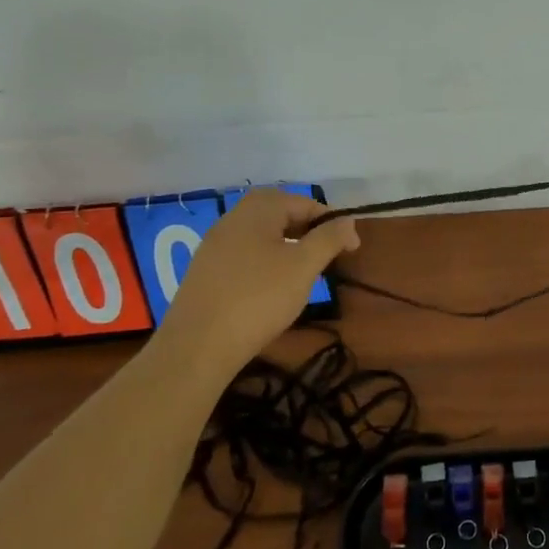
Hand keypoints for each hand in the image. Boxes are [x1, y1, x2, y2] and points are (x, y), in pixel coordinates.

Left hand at [159, 189, 358, 372]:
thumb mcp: (304, 266)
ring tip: (302, 271)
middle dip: (306, 228)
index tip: (351, 247)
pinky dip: (264, 261)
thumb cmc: (259, 298)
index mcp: (257, 210)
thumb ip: (329, 238)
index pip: (302, 202)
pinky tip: (271, 287)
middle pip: (277, 212)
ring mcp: (213, 246)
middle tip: (325, 253)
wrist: (198, 346)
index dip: (331, 221)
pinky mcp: (204, 272)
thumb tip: (347, 221)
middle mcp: (232, 219)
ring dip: (285, 245)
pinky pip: (243, 254)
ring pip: (259, 234)